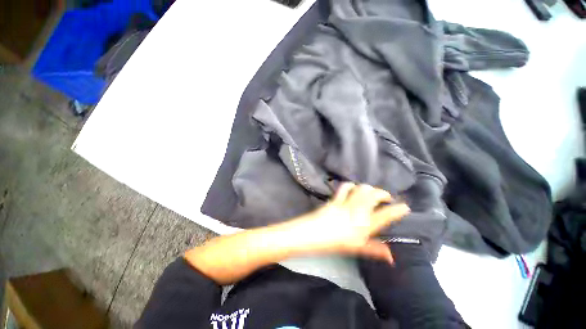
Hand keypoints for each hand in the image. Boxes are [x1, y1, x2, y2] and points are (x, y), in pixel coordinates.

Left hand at [294, 183, 409, 262]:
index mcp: (365, 226)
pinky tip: (353, 188)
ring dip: (369, 188)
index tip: (405, 207)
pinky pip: (345, 187)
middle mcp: (358, 211)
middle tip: (386, 197)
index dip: (397, 210)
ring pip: (361, 189)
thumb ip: (375, 250)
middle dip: (383, 193)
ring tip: (371, 192)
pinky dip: (351, 186)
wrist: (312, 234)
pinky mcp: (336, 199)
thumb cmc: (335, 244)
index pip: (385, 215)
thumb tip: (392, 257)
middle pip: (374, 196)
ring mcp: (346, 203)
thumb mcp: (357, 249)